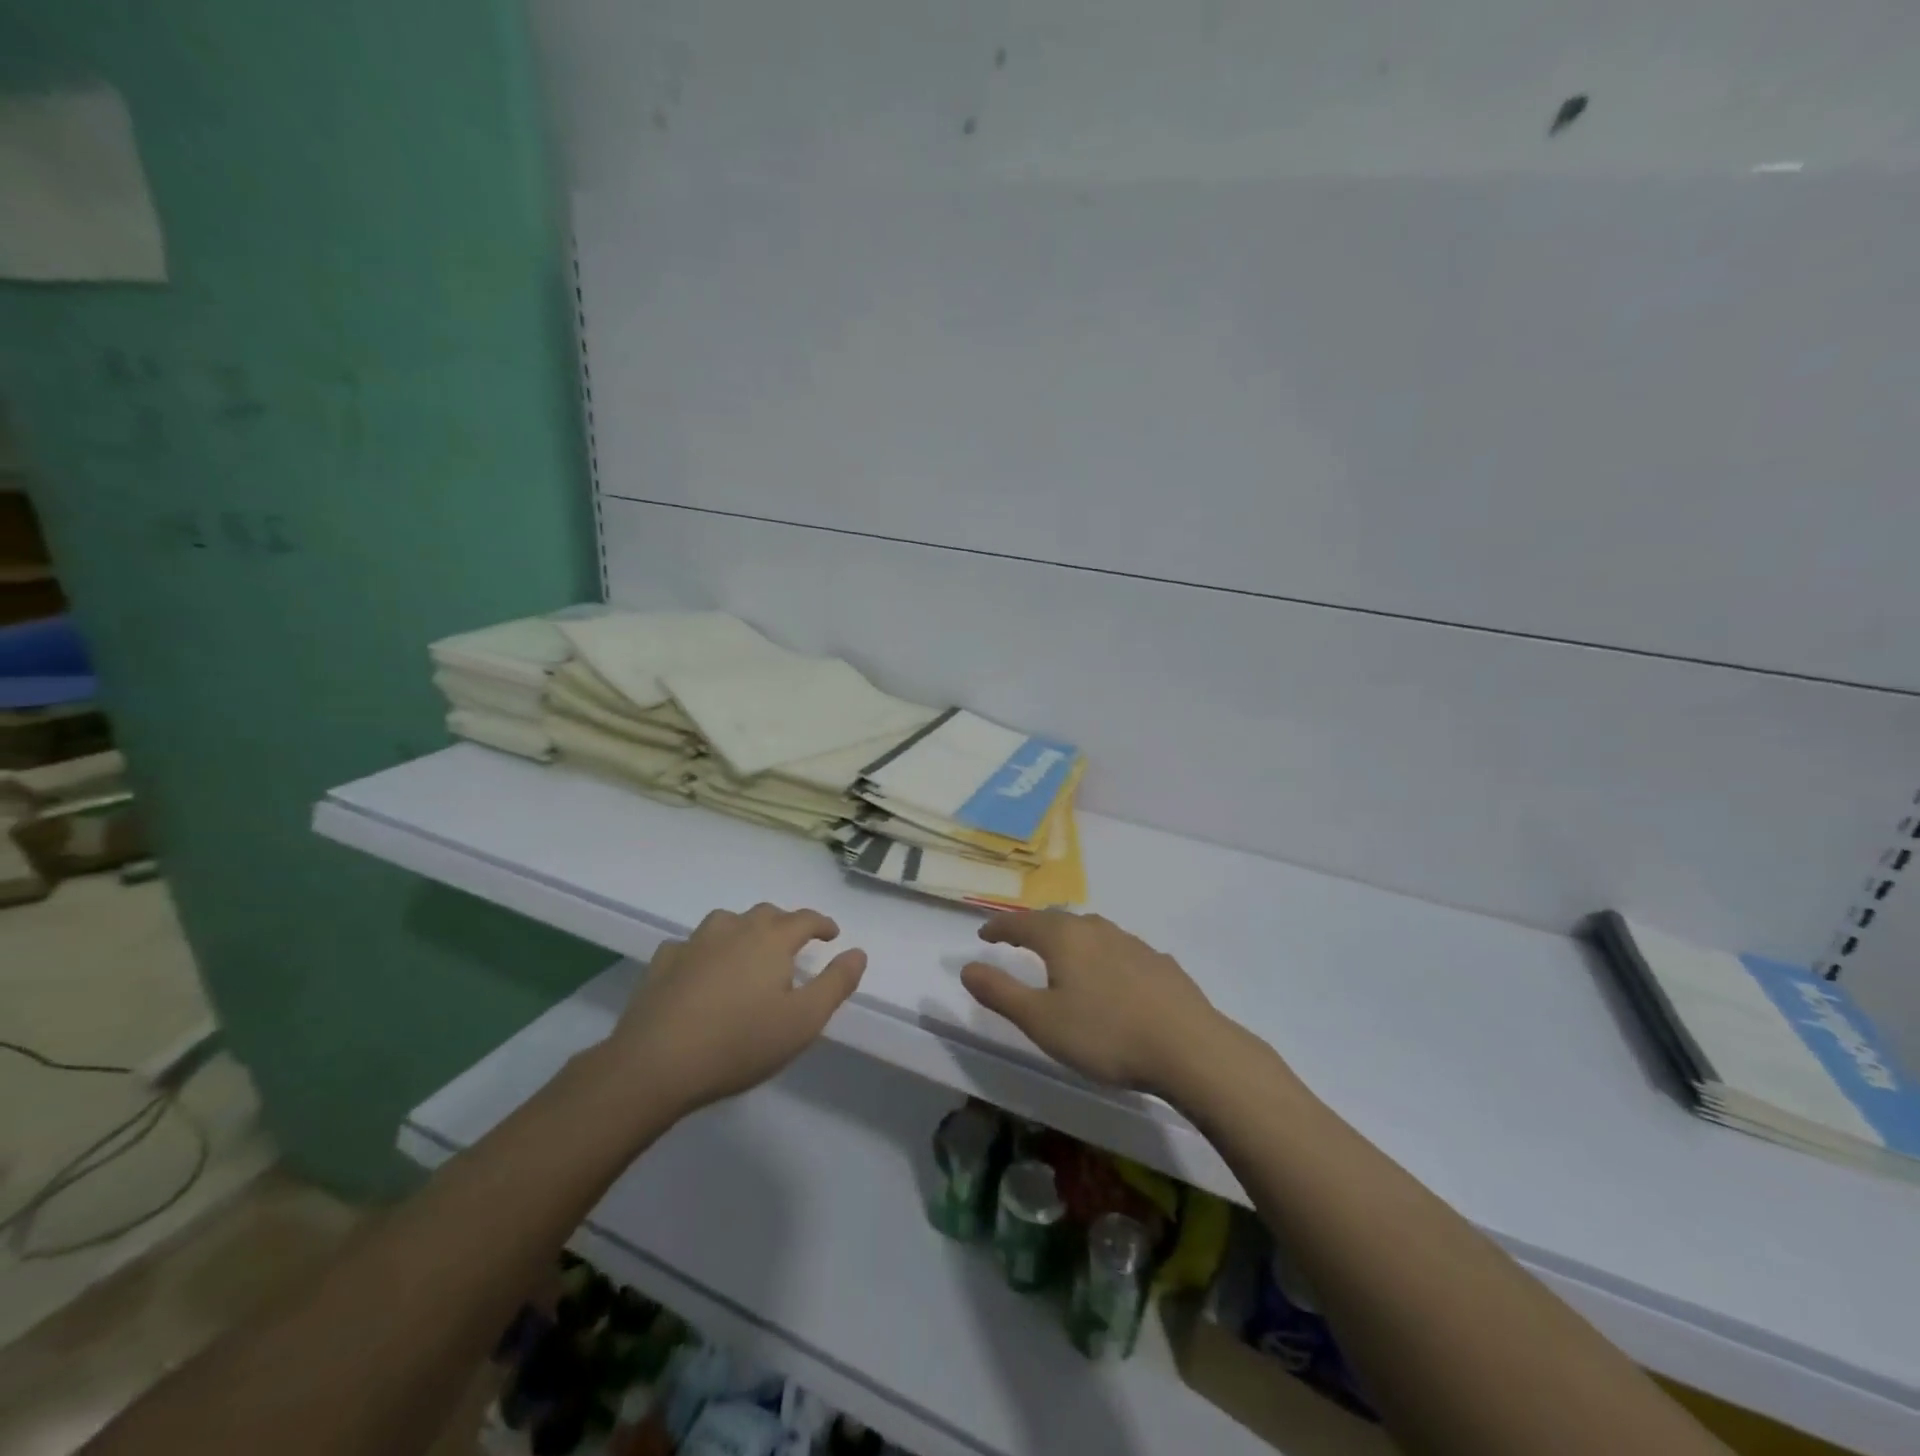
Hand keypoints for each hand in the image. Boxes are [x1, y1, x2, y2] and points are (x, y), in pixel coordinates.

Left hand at [607, 904, 866, 1116]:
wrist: (655, 1063)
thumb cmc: (740, 1042)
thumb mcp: (804, 1021)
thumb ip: (836, 983)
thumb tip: (858, 952)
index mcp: (771, 939)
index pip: (805, 919)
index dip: (822, 924)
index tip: (832, 935)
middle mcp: (734, 929)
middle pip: (766, 914)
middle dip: (785, 925)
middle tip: (793, 946)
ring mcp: (694, 943)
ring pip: (727, 922)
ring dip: (744, 931)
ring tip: (748, 952)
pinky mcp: (662, 962)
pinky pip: (690, 945)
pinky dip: (704, 952)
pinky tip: (701, 971)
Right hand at [960, 911, 1223, 1095]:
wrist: (1189, 1047)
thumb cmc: (1105, 1034)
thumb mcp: (1041, 1021)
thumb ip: (1001, 992)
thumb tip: (966, 967)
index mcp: (1064, 938)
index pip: (1022, 923)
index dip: (999, 927)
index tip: (983, 933)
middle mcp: (1096, 929)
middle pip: (1057, 920)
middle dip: (1033, 927)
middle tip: (1018, 938)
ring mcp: (1132, 943)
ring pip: (1090, 930)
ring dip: (1068, 937)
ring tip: (1060, 953)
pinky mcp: (1158, 962)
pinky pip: (1117, 948)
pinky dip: (1100, 954)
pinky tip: (1109, 973)